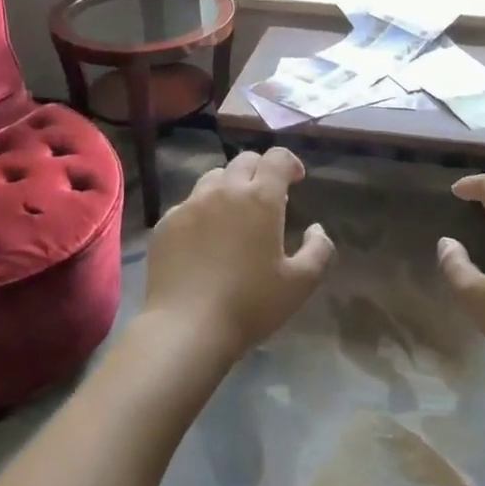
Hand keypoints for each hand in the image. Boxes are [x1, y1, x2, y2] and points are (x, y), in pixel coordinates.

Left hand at [140, 148, 334, 364]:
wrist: (186, 327)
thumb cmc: (250, 304)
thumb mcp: (300, 283)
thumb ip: (319, 250)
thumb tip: (317, 229)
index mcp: (261, 198)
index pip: (277, 158)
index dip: (290, 163)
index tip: (296, 180)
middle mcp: (224, 191)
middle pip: (244, 162)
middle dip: (260, 171)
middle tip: (267, 198)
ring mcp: (190, 204)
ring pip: (213, 178)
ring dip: (230, 187)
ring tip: (233, 215)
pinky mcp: (165, 223)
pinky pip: (188, 204)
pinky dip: (203, 211)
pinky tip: (204, 239)